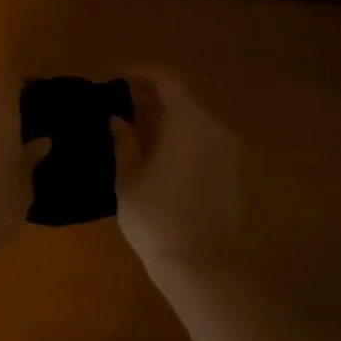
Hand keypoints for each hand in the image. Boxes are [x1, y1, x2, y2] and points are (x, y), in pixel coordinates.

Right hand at [111, 71, 239, 272]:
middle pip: (180, 98)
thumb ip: (124, 142)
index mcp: (189, 123)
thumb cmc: (157, 219)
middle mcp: (213, 129)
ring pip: (191, 119)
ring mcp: (226, 151)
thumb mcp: (128, 178)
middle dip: (148, 96)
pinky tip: (153, 150)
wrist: (200, 266)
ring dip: (163, 116)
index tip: (111, 79)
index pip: (166, 81)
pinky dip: (177, 135)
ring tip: (130, 125)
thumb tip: (117, 119)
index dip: (138, 74)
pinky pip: (201, 139)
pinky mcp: (229, 172)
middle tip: (115, 102)